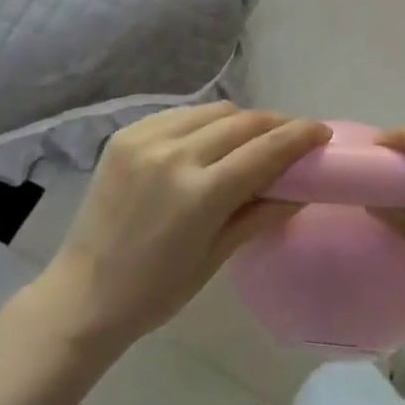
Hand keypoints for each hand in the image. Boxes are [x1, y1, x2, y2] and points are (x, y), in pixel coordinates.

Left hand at [42, 102, 330, 351]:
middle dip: (276, 125)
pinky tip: (210, 139)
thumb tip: (300, 190)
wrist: (83, 294)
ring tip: (253, 137)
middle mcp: (175, 155)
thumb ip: (260, 214)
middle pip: (243, 122)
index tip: (322, 132)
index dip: (300, 137)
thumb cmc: (156, 290)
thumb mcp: (216, 256)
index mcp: (200, 193)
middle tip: (293, 136)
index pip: (265, 150)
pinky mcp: (126, 135)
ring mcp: (147, 139)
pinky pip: (180, 115)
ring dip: (242, 120)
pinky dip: (205, 122)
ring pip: (213, 111)